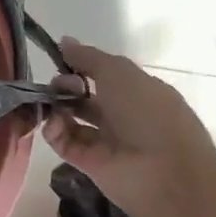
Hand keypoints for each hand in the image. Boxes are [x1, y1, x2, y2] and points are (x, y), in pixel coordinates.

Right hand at [41, 37, 215, 216]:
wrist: (166, 175)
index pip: (102, 74)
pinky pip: (64, 141)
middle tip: (58, 86)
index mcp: (137, 91)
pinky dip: (54, 129)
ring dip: (55, 106)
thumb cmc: (148, 113)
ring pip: (71, 117)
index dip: (80, 65)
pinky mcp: (89, 163)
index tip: (60, 59)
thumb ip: (87, 56)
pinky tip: (52, 122)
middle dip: (65, 85)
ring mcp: (106, 140)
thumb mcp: (119, 72)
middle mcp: (122, 115)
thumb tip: (64, 41)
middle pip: (83, 95)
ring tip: (49, 103)